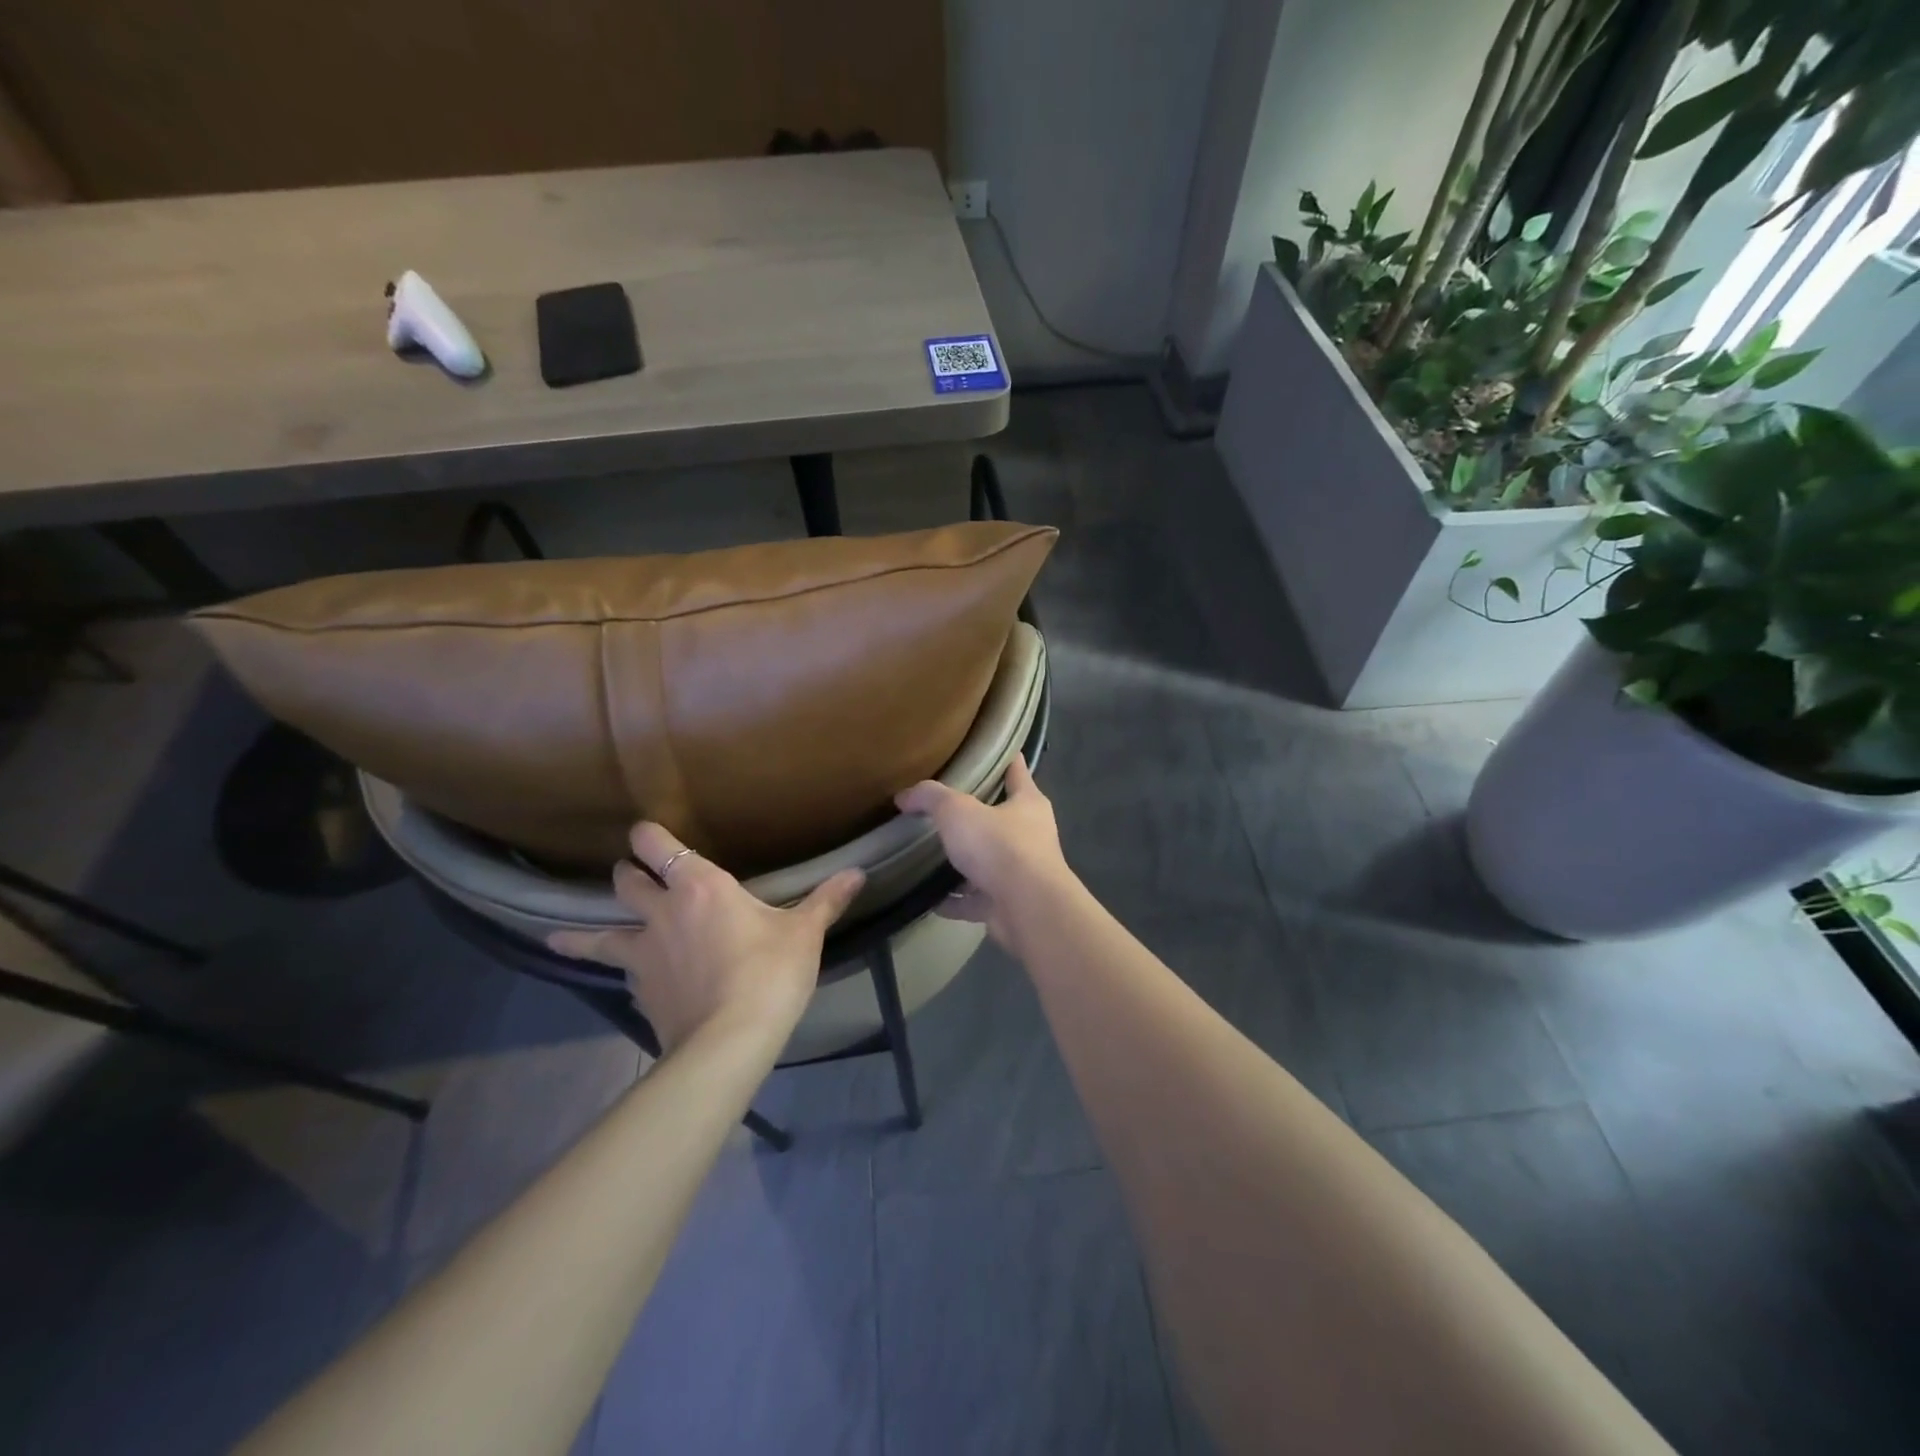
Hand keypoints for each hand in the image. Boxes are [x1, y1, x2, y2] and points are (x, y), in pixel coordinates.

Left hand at [548, 823, 864, 1054]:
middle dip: (628, 874)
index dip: (647, 835)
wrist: (729, 1041)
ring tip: (561, 936)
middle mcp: (661, 913)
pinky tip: (628, 982)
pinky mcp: (639, 992)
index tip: (643, 830)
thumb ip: (826, 900)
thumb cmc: (770, 972)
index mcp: (700, 887)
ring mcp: (643, 955)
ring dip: (585, 933)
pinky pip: (622, 974)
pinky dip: (622, 972)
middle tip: (633, 875)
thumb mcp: (804, 933)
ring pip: (600, 935)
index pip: (657, 847)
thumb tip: (858, 872)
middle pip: (626, 883)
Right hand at [895, 754, 1074, 945]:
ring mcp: (1021, 873)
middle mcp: (1031, 835)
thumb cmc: (999, 847)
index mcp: (1028, 803)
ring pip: (989, 862)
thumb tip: (904, 796)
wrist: (1027, 909)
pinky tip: (930, 899)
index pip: (1017, 770)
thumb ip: (930, 798)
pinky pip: (976, 900)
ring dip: (965, 862)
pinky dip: (955, 901)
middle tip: (944, 807)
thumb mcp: (958, 810)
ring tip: (932, 855)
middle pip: (1002, 817)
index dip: (1005, 758)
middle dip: (977, 814)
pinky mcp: (1008, 904)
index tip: (988, 750)